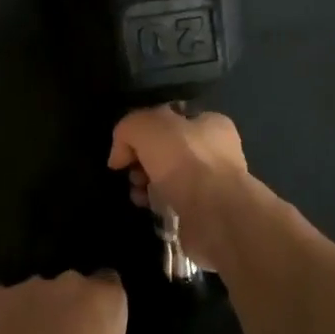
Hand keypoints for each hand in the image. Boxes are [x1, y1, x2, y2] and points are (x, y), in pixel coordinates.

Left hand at [0, 272, 198, 333]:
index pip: (110, 286)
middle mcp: (69, 281)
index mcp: (106, 297)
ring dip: (39, 313)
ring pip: (38, 293)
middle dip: (72, 310)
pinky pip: (0, 300)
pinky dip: (3, 317)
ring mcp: (28, 288)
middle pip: (73, 288)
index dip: (105, 312)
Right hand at [107, 106, 254, 270]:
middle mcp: (215, 151)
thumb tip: (119, 155)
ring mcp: (212, 184)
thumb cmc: (185, 160)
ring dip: (146, 184)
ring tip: (137, 193)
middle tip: (131, 172)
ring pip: (168, 178)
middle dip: (142, 159)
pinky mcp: (205, 213)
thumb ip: (128, 129)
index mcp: (210, 123)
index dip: (144, 130)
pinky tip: (148, 207)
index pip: (170, 119)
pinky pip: (174, 203)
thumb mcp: (146, 126)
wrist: (215, 214)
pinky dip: (157, 204)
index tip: (127, 147)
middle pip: (166, 150)